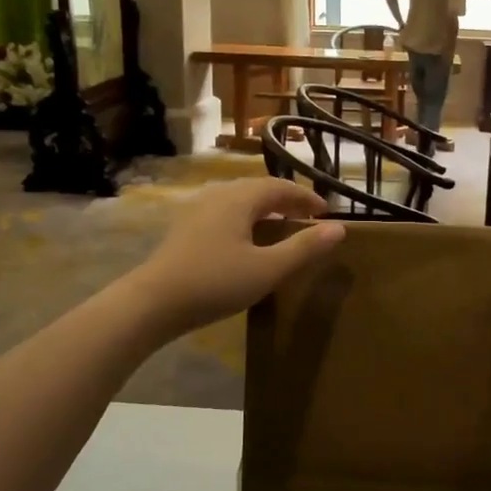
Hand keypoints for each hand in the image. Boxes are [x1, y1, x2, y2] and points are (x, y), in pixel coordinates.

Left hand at [130, 179, 344, 334]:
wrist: (151, 303)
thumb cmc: (214, 283)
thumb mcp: (267, 269)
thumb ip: (304, 248)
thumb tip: (339, 228)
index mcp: (240, 198)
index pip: (281, 187)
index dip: (306, 197)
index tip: (326, 213)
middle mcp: (218, 195)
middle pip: (259, 189)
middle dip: (286, 201)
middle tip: (307, 219)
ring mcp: (197, 210)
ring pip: (239, 201)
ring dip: (265, 210)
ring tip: (281, 229)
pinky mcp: (185, 229)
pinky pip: (225, 214)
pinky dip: (245, 220)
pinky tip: (246, 242)